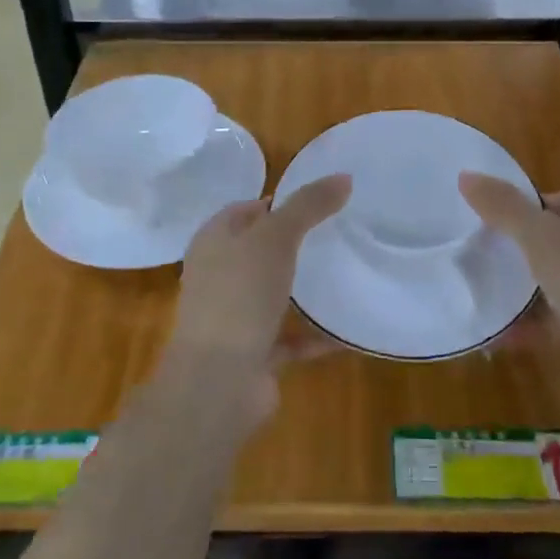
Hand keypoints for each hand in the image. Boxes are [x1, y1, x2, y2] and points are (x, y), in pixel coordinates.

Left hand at [163, 174, 351, 400]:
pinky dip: (314, 335)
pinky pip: (289, 338)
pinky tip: (346, 331)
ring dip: (302, 289)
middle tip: (338, 234)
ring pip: (273, 294)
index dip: (278, 202)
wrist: (218, 382)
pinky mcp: (252, 353)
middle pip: (259, 251)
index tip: (319, 202)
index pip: (245, 210)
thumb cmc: (239, 295)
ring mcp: (233, 317)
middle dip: (294, 244)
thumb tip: (344, 176)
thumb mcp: (276, 237)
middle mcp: (218, 276)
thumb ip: (308, 205)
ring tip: (345, 274)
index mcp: (213, 242)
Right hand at [460, 172, 559, 426]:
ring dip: (519, 286)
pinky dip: (524, 325)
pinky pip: (550, 322)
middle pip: (552, 240)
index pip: (559, 199)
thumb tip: (465, 175)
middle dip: (517, 244)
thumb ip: (503, 206)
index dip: (527, 203)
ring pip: (550, 282)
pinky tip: (493, 331)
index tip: (488, 213)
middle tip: (476, 247)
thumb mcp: (540, 237)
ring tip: (477, 284)